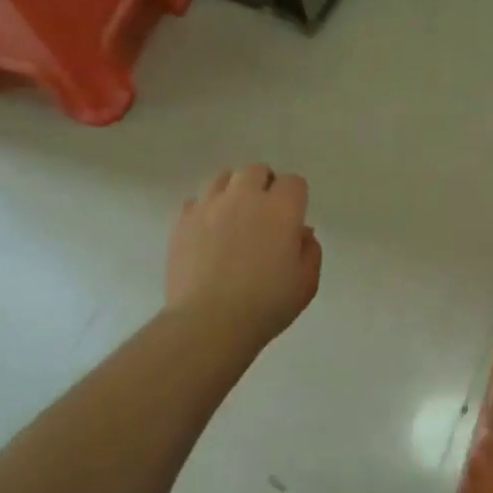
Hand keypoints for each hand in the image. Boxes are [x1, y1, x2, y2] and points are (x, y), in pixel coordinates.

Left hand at [166, 164, 321, 347]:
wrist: (209, 322)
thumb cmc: (267, 305)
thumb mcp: (306, 283)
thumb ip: (310, 251)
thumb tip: (300, 232)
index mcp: (281, 209)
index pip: (293, 182)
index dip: (295, 198)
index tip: (292, 220)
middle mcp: (245, 197)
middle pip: (255, 171)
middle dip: (263, 185)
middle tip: (264, 214)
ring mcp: (209, 206)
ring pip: (222, 178)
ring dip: (233, 191)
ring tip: (233, 217)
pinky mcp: (182, 221)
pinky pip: (196, 202)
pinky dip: (206, 211)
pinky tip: (208, 234)